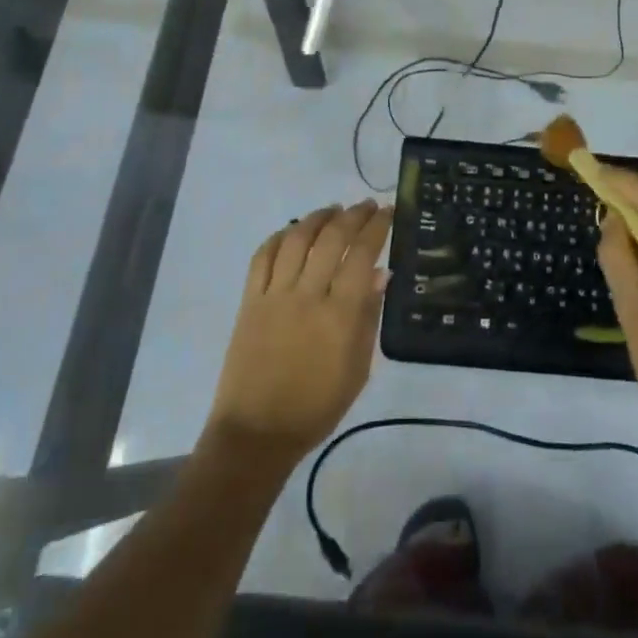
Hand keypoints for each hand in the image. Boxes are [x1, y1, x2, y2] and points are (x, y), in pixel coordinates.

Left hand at [207, 201, 392, 464]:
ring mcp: (274, 295)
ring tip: (333, 209)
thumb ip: (369, 317)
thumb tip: (380, 273)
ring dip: (317, 218)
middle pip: (332, 239)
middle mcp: (308, 296)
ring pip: (296, 239)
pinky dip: (279, 237)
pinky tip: (293, 230)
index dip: (377, 227)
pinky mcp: (249, 301)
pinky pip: (262, 257)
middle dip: (353, 215)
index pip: (362, 255)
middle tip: (366, 205)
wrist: (257, 432)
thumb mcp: (358, 368)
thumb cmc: (317, 406)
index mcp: (340, 315)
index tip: (388, 211)